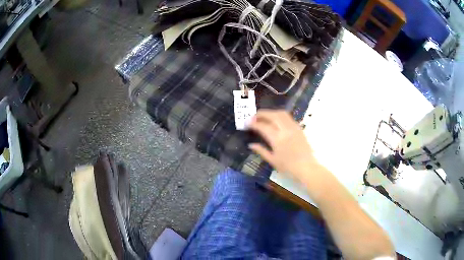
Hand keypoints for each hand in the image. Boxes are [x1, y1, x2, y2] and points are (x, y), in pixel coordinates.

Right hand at [248, 109, 320, 179]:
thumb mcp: (272, 160)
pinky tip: (276, 120)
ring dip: (271, 112)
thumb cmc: (288, 167)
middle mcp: (285, 130)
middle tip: (253, 117)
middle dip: (261, 114)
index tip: (246, 123)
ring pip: (281, 113)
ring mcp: (293, 127)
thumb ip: (261, 150)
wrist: (307, 167)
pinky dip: (279, 115)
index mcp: (277, 139)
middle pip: (272, 115)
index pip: (263, 126)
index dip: (253, 123)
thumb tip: (251, 145)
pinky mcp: (299, 128)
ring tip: (264, 117)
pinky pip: (288, 117)